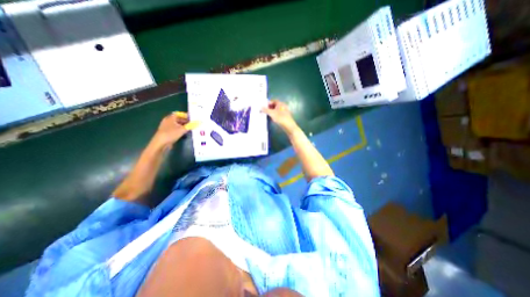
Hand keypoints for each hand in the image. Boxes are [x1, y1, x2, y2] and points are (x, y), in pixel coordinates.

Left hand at [156, 112, 200, 146]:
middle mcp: (168, 121)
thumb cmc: (171, 134)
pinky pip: (176, 129)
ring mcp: (167, 127)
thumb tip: (200, 122)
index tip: (193, 118)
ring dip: (184, 126)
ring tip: (191, 128)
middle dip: (186, 121)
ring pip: (178, 125)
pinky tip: (186, 133)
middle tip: (194, 124)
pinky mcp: (168, 133)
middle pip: (179, 119)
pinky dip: (181, 130)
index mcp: (170, 118)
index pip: (179, 114)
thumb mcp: (182, 129)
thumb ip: (191, 125)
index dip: (186, 115)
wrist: (160, 144)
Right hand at [260, 100, 297, 132]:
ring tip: (267, 115)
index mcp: (280, 103)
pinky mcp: (285, 116)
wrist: (288, 126)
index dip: (268, 103)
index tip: (263, 106)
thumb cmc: (280, 118)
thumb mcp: (271, 113)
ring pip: (276, 110)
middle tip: (264, 111)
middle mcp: (283, 106)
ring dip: (272, 112)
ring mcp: (284, 111)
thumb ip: (266, 110)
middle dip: (269, 108)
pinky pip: (278, 114)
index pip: (273, 101)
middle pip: (274, 105)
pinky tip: (272, 119)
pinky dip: (275, 115)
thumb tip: (261, 107)